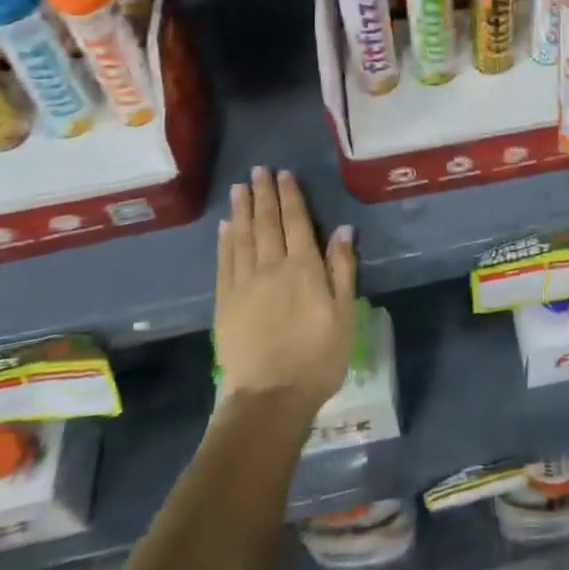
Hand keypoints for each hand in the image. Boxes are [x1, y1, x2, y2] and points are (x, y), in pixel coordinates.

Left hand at [214, 167, 356, 409]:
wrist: (269, 398)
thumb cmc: (318, 357)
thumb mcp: (344, 314)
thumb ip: (342, 269)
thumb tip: (342, 230)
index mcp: (304, 268)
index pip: (296, 222)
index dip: (290, 196)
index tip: (284, 174)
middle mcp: (271, 267)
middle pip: (267, 223)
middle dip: (263, 195)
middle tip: (258, 171)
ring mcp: (244, 284)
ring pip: (242, 237)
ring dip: (242, 210)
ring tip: (240, 188)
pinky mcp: (225, 303)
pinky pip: (225, 262)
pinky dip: (225, 241)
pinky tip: (225, 227)